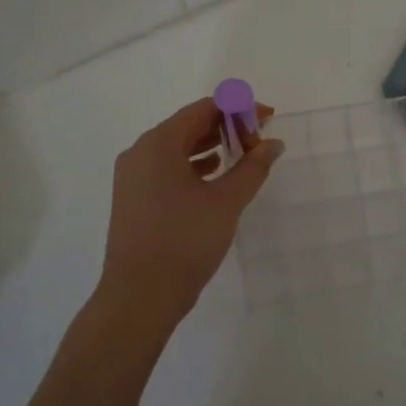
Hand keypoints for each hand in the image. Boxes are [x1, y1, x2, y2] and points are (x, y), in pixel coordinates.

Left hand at [98, 98, 283, 322]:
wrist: (140, 296)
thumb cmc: (184, 241)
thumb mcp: (227, 202)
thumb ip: (252, 167)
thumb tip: (273, 144)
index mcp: (159, 143)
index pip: (203, 109)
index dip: (239, 109)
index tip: (268, 119)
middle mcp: (140, 152)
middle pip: (188, 125)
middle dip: (226, 127)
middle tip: (259, 140)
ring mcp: (133, 177)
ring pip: (177, 148)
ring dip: (211, 147)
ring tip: (243, 157)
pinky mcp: (134, 199)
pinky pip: (167, 168)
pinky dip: (194, 166)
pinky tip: (215, 177)